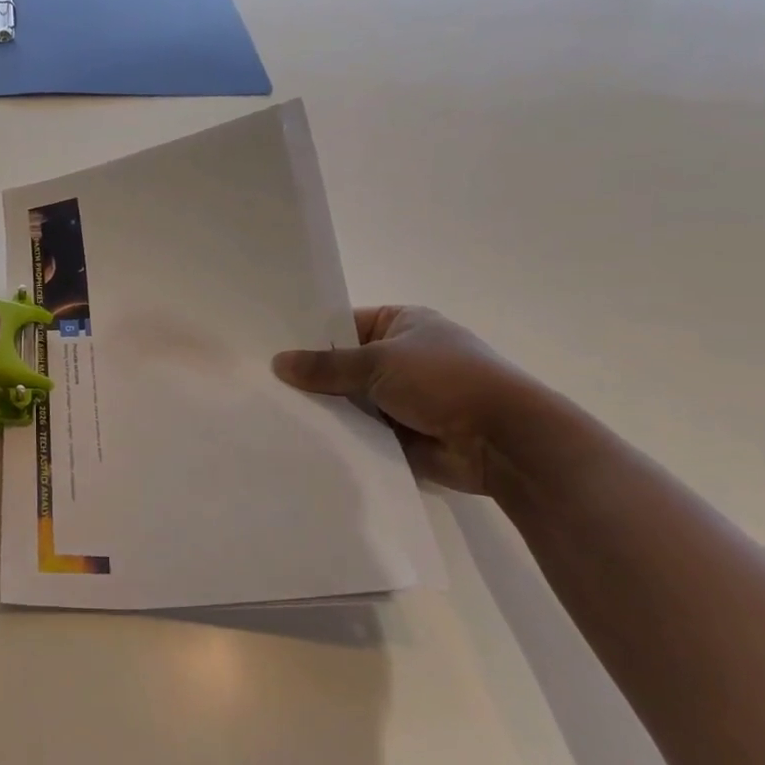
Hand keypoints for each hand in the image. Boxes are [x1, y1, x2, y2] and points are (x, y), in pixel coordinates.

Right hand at [272, 306, 545, 493]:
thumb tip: (277, 363)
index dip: (308, 335)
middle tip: (260, 382)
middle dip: (310, 375)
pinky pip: (358, 429)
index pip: (342, 324)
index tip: (267, 347)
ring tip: (271, 410)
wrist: (504, 441)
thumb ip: (326, 365)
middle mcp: (400, 356)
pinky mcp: (400, 432)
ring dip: (323, 407)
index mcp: (401, 323)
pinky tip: (299, 436)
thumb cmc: (446, 381)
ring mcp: (401, 396)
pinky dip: (338, 433)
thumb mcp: (379, 362)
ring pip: (348, 398)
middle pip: (341, 363)